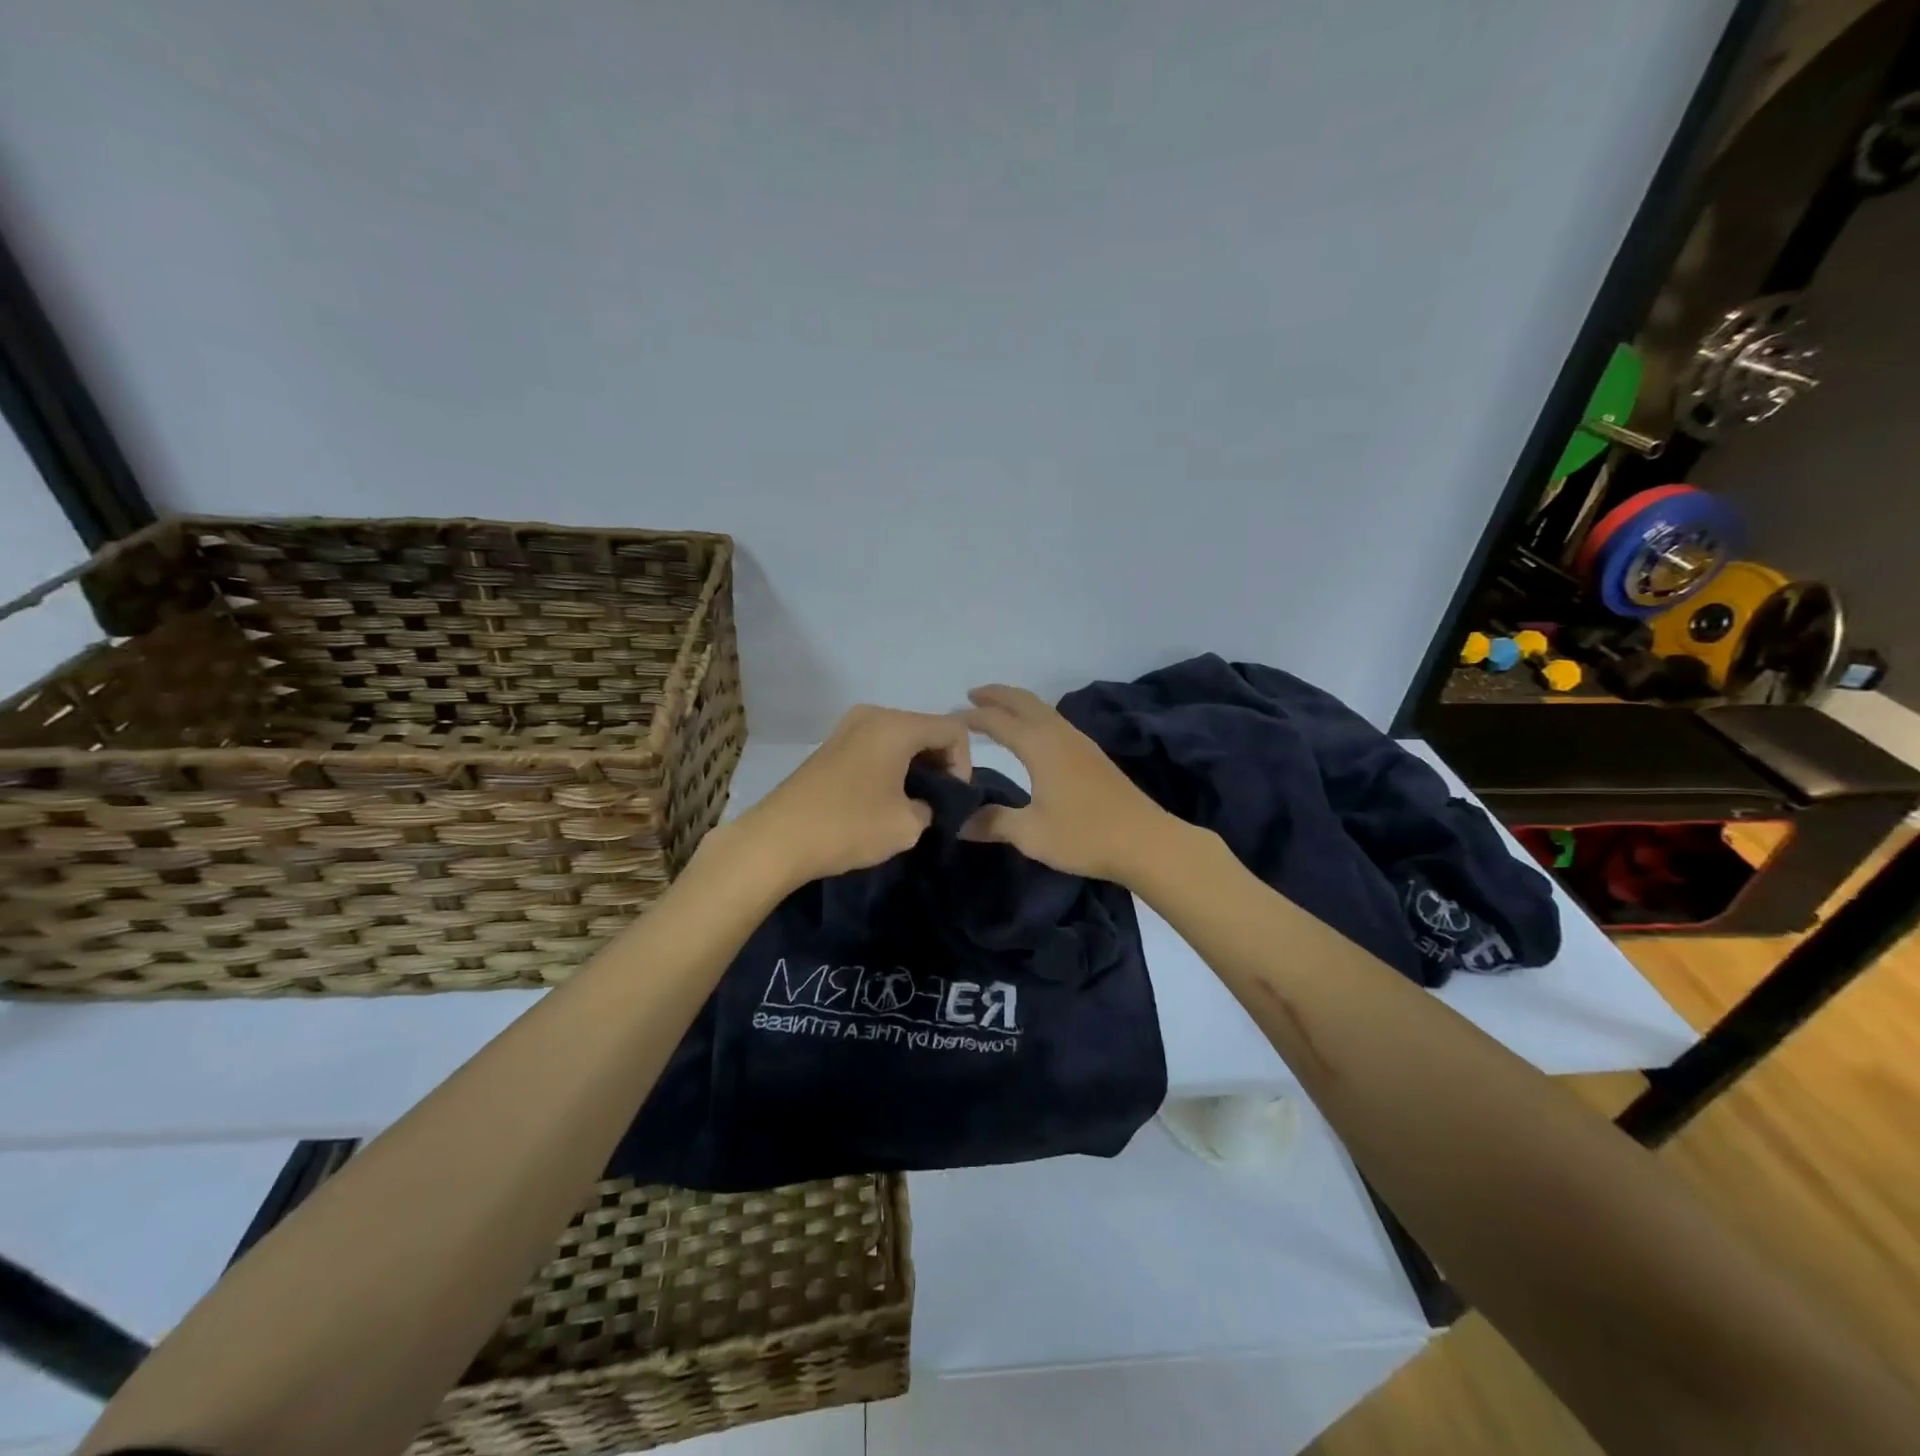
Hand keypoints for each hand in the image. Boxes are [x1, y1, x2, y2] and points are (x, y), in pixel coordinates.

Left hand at [738, 704, 971, 885]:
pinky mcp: (832, 745)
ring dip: (915, 766)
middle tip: (936, 803)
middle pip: (927, 729)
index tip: (951, 800)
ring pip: (901, 738)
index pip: (953, 730)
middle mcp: (873, 714)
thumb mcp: (908, 825)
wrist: (778, 839)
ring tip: (910, 804)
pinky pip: (877, 746)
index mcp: (896, 725)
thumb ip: (933, 807)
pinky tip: (883, 798)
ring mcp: (848, 727)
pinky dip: (891, 766)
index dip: (964, 765)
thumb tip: (926, 804)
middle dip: (940, 763)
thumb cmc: (849, 826)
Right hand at [960, 684, 1176, 884]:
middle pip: (1024, 702)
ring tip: (998, 710)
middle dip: (997, 695)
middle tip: (972, 694)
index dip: (972, 717)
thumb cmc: (1084, 835)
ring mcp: (1080, 743)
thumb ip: (993, 823)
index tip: (950, 718)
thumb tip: (959, 823)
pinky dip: (1035, 717)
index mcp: (1040, 746)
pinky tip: (1035, 734)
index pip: (998, 721)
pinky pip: (1055, 722)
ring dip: (1018, 704)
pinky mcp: (1093, 756)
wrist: (1145, 841)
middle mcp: (1060, 735)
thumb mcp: (1031, 833)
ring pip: (1043, 710)